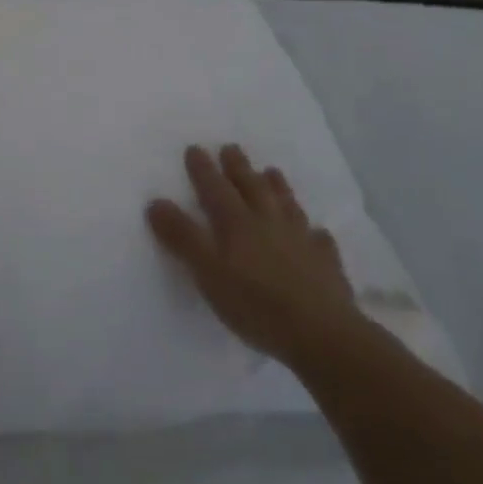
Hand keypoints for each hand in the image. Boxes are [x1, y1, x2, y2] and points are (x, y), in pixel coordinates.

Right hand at [147, 144, 362, 365]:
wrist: (322, 335)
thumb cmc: (256, 304)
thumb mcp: (207, 272)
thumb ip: (182, 237)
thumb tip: (156, 201)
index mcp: (237, 224)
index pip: (215, 189)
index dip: (203, 169)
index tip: (195, 148)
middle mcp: (269, 223)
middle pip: (252, 188)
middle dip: (239, 167)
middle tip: (231, 148)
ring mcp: (302, 242)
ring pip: (287, 205)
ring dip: (277, 187)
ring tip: (271, 172)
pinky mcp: (326, 265)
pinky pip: (319, 240)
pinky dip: (314, 232)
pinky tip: (316, 232)